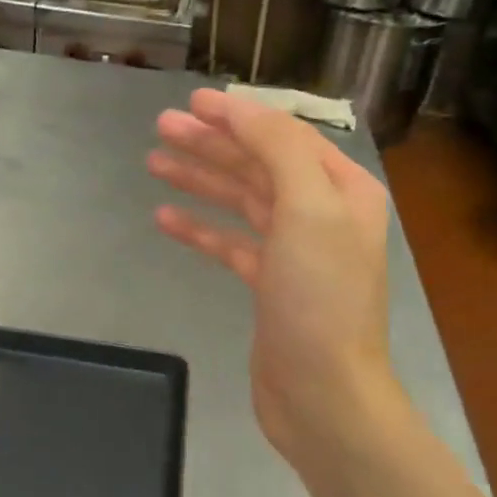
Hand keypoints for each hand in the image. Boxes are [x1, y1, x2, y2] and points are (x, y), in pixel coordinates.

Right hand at [149, 89, 402, 475]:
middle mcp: (323, 214)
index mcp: (342, 190)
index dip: (238, 116)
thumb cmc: (320, 297)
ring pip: (242, 201)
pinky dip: (201, 229)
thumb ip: (278, 149)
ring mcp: (295, 253)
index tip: (192, 102)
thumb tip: (241, 109)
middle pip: (259, 165)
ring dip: (201, 179)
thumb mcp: (308, 208)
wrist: (324, 394)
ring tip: (154, 162)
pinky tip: (165, 218)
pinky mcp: (270, 287)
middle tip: (161, 127)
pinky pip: (231, 244)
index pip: (285, 136)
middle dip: (212, 144)